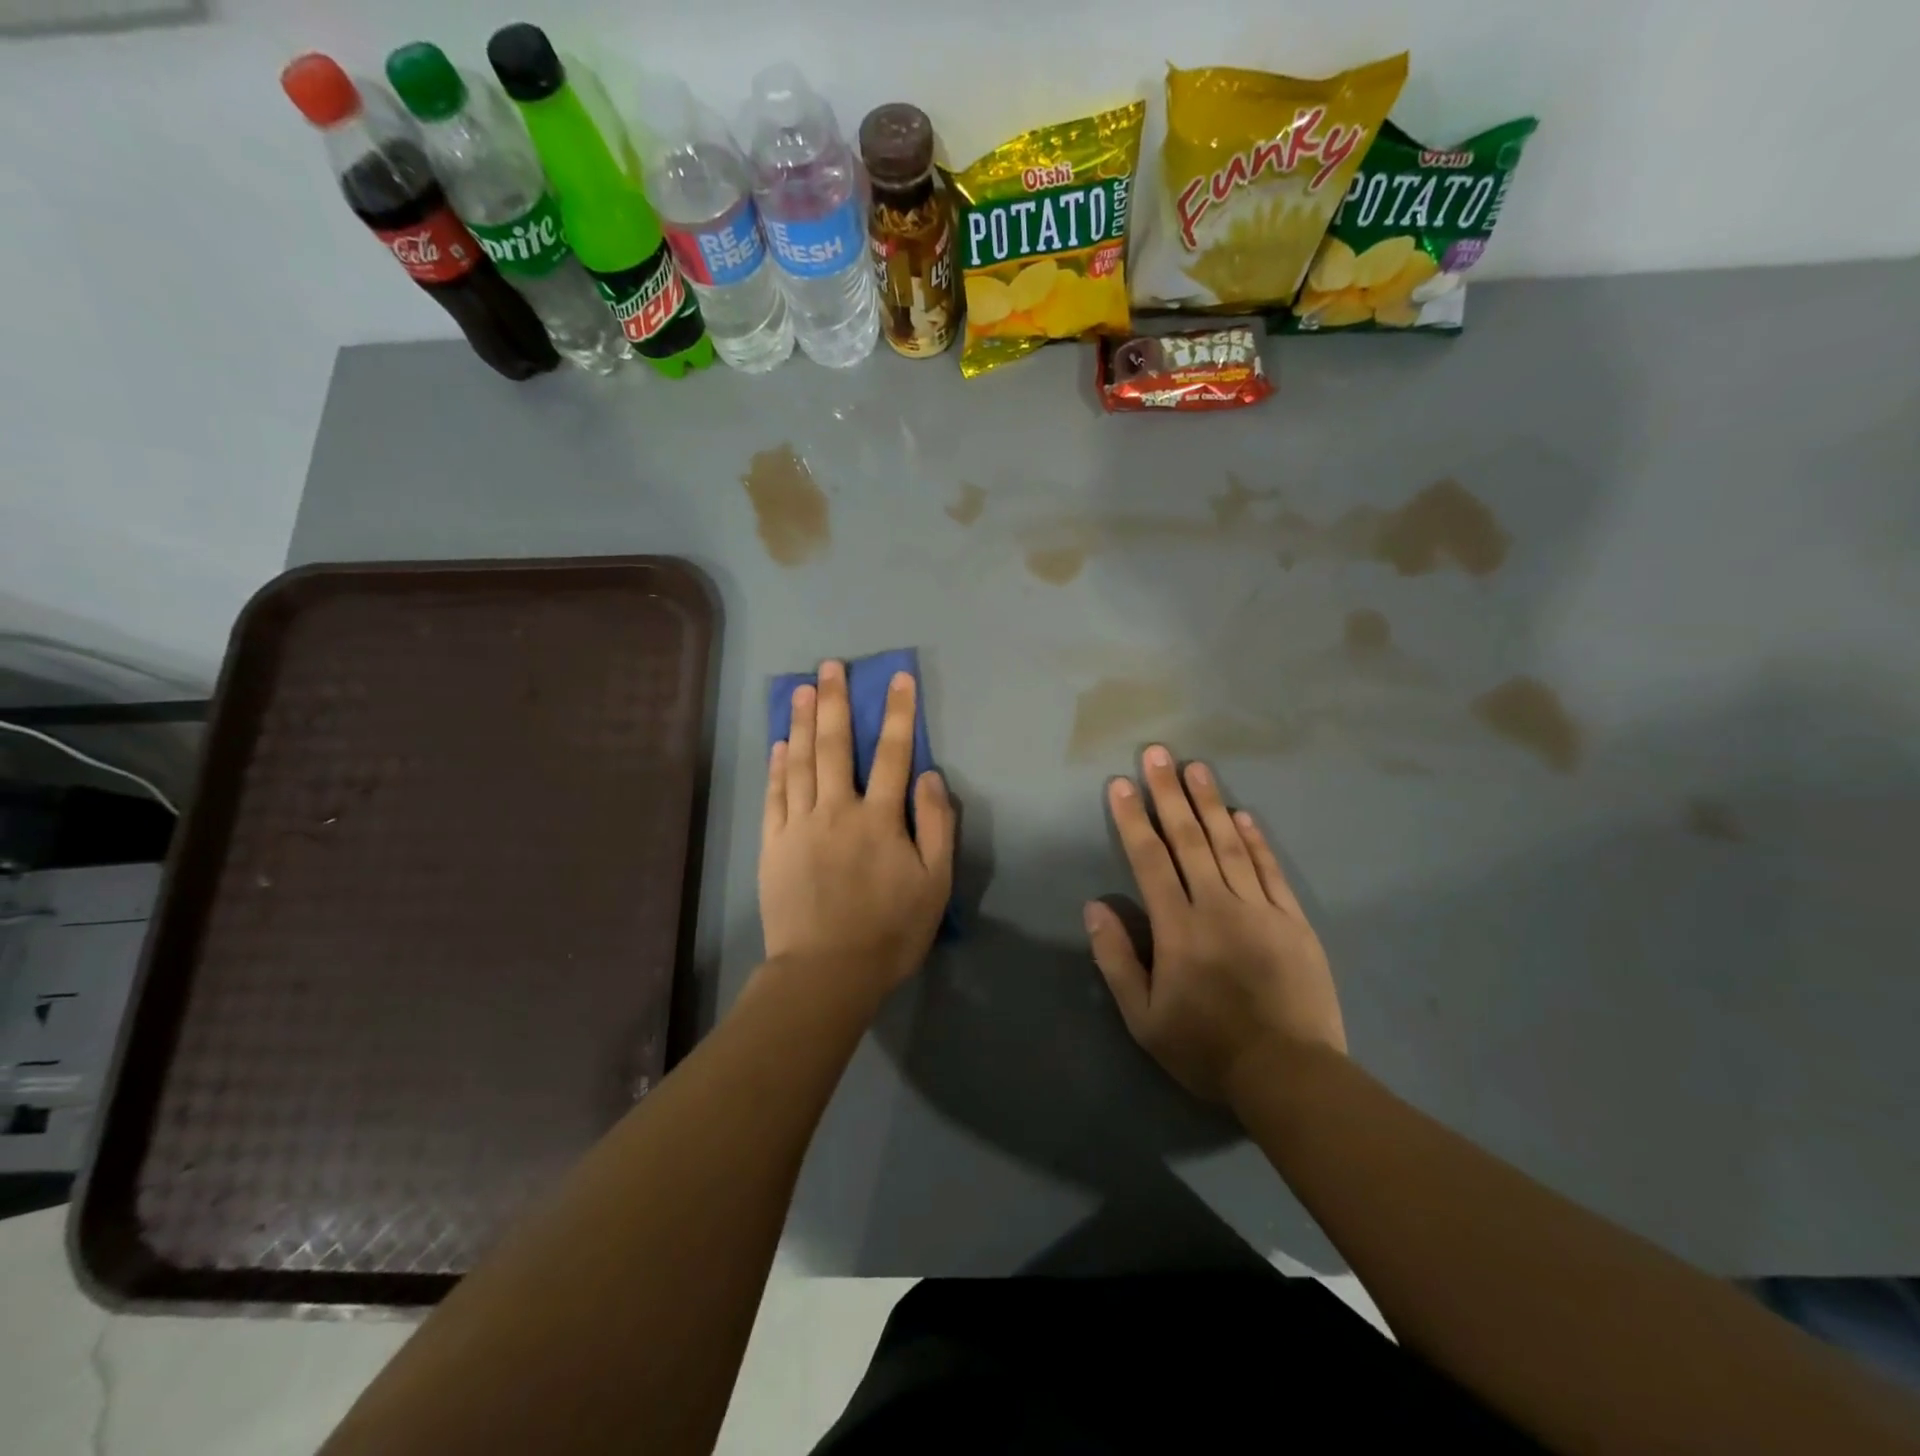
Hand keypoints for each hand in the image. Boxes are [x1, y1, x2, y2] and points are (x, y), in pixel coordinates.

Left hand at [760, 661, 954, 999]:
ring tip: (802, 690)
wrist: (826, 972)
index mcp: (879, 818)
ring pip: (800, 762)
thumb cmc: (889, 931)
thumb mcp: (935, 884)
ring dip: (803, 723)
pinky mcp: (773, 845)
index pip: (894, 754)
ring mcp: (799, 825)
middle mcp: (837, 810)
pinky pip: (774, 795)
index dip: (898, 714)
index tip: (897, 678)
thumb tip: (929, 776)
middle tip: (831, 666)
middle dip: (836, 702)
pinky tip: (779, 743)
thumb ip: (936, 826)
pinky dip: (777, 766)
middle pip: (836, 746)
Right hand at [1086, 744, 1345, 1104]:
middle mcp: (1217, 906)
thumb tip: (1096, 906)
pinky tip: (1243, 815)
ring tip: (1196, 767)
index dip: (1132, 819)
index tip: (1121, 783)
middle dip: (1169, 793)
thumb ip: (1117, 959)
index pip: (1149, 860)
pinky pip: (1270, 870)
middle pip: (1189, 839)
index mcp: (1178, 928)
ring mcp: (1260, 909)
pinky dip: (1256, 840)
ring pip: (1230, 844)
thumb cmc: (1206, 1049)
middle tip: (1157, 753)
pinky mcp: (1292, 921)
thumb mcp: (1144, 1018)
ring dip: (1210, 803)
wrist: (1289, 1075)